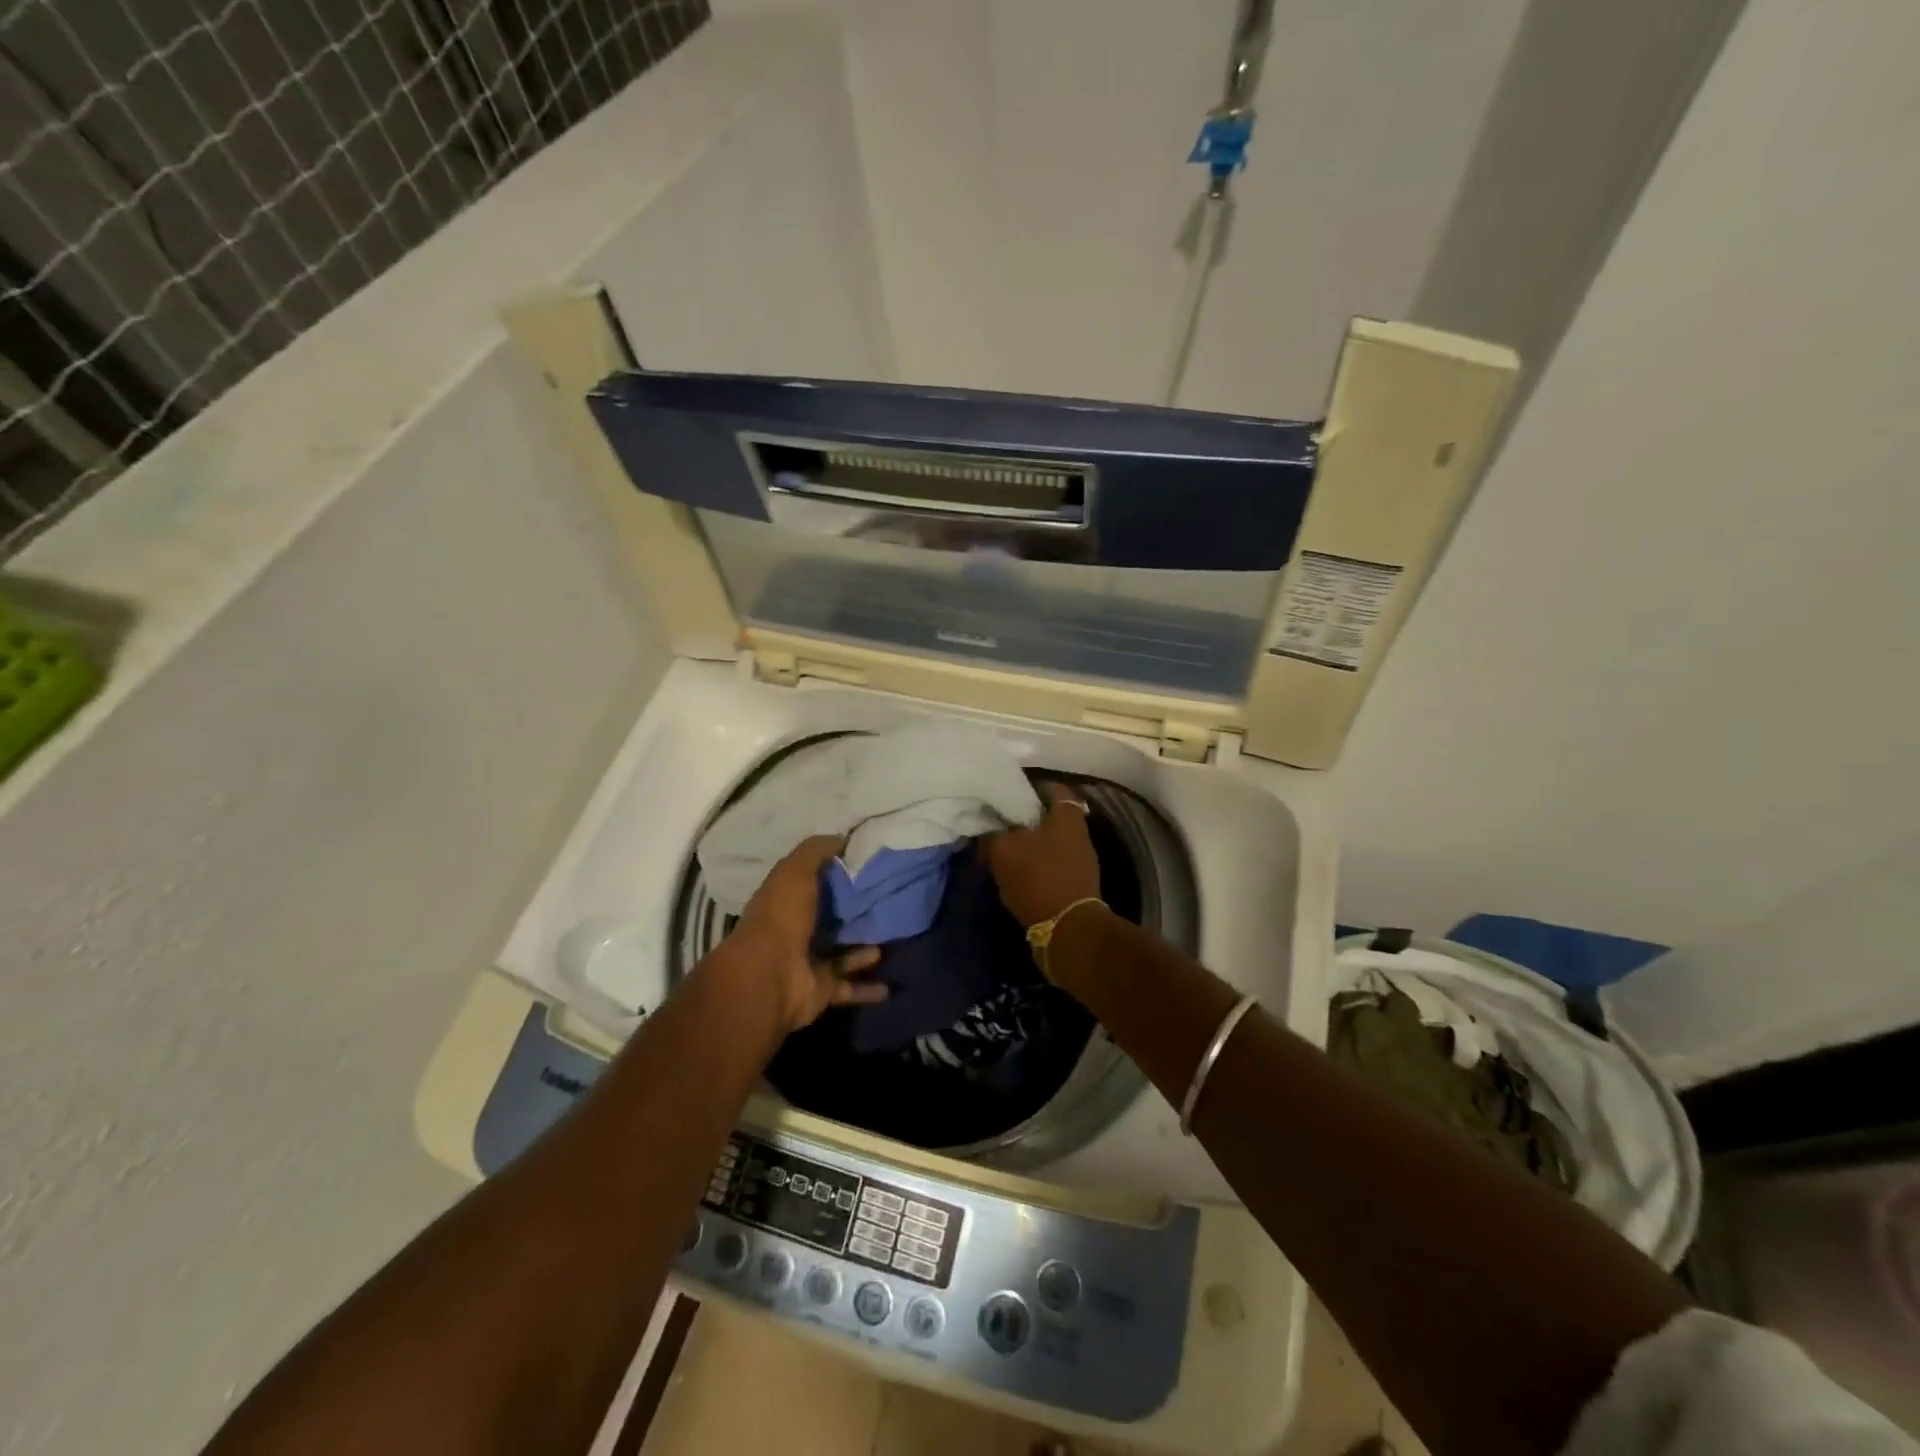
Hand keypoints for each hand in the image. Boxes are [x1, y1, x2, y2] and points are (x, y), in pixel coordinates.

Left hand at [727, 835, 886, 1032]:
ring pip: (843, 953)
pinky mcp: (822, 989)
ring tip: (894, 938)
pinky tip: (889, 986)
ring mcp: (809, 962)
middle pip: (830, 919)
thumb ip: (817, 851)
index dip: (836, 874)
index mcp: (786, 900)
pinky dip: (867, 989)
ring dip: (864, 949)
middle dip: (855, 914)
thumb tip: (842, 837)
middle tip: (889, 902)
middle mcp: (797, 930)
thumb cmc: (782, 916)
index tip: (867, 865)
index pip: (813, 883)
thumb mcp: (796, 870)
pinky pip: (850, 987)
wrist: (771, 976)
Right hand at [982, 782, 1102, 928]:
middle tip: (1001, 822)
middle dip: (1028, 819)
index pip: (1054, 789)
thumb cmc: (1038, 878)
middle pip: (1052, 817)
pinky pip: (1053, 865)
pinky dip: (1037, 865)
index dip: (1033, 787)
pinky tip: (1016, 872)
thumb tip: (986, 832)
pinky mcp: (1077, 885)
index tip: (1011, 792)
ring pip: (1052, 842)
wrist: (1067, 929)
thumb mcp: (1003, 851)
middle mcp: (1080, 834)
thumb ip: (992, 835)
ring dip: (1031, 845)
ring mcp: (1081, 861)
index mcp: (1067, 817)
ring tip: (1004, 849)